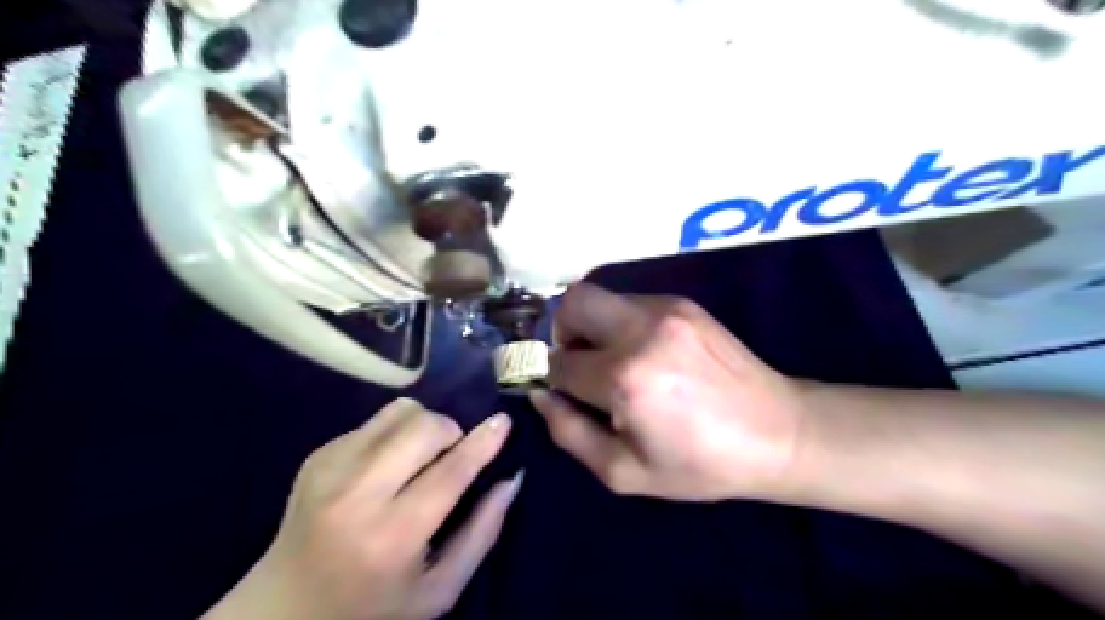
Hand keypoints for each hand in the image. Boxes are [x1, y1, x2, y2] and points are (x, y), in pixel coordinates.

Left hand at [206, 397, 522, 618]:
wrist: (283, 609)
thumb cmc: (373, 607)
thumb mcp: (439, 590)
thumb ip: (482, 533)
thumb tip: (511, 479)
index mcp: (392, 536)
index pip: (451, 471)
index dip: (483, 442)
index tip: (504, 421)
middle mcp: (357, 495)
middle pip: (424, 427)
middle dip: (451, 431)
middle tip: (452, 454)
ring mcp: (331, 470)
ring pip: (400, 411)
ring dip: (424, 425)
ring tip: (420, 456)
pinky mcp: (317, 456)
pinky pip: (375, 420)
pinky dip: (395, 433)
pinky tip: (387, 465)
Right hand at [533, 282, 804, 500]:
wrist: (778, 432)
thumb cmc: (700, 463)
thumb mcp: (624, 472)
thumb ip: (569, 433)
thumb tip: (540, 394)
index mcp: (625, 378)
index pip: (559, 361)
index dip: (548, 375)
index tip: (556, 386)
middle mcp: (641, 331)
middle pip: (572, 302)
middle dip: (561, 330)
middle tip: (576, 361)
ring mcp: (666, 310)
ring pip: (600, 296)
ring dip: (592, 326)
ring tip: (613, 360)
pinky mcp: (683, 304)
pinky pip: (630, 303)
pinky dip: (621, 324)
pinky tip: (645, 353)